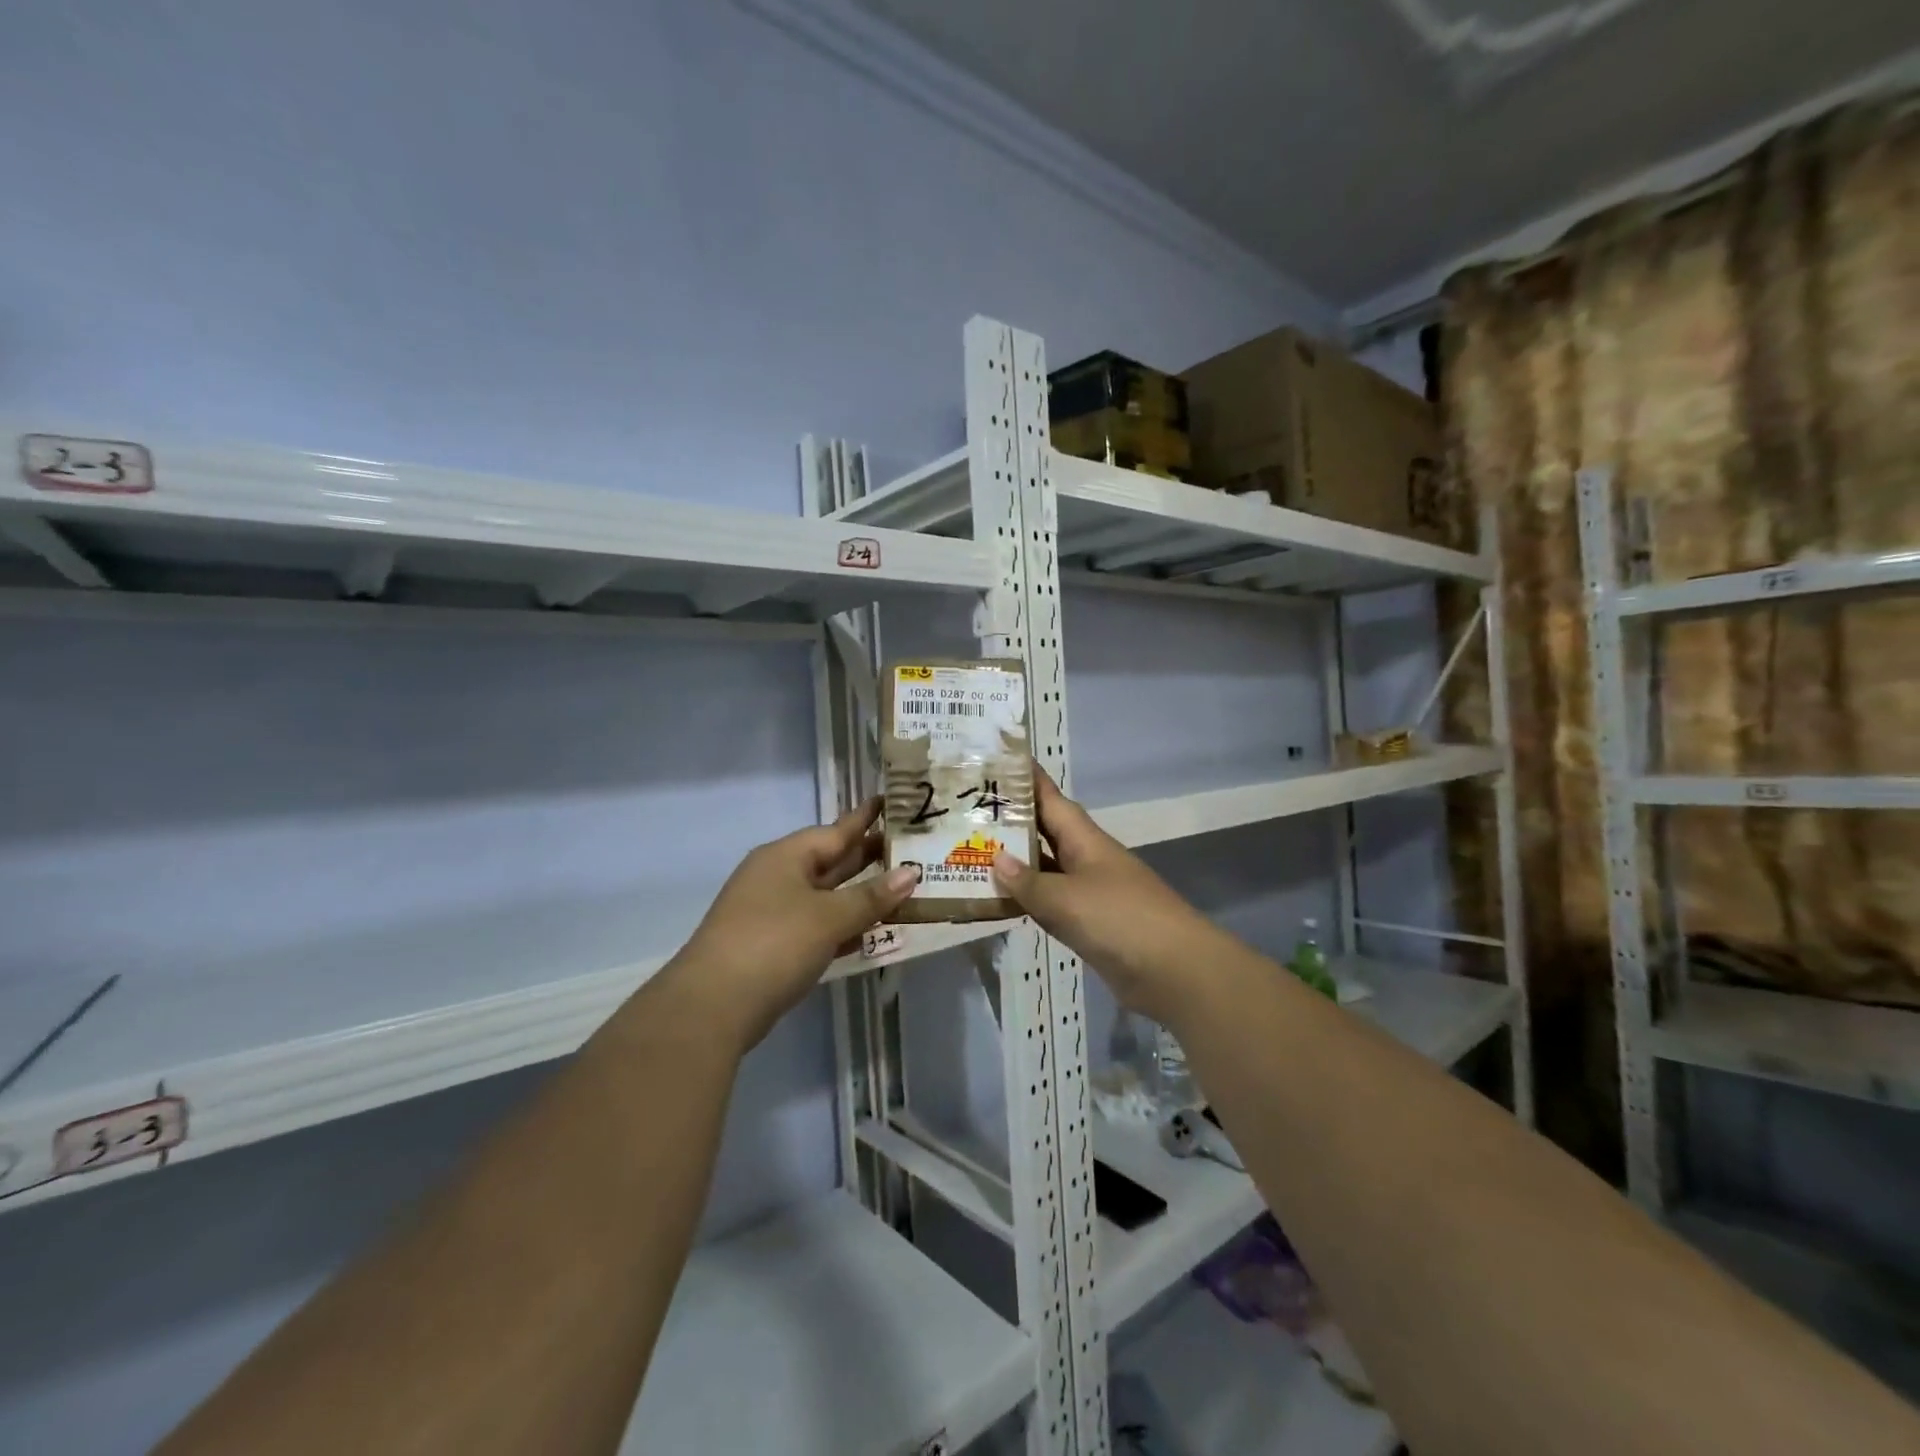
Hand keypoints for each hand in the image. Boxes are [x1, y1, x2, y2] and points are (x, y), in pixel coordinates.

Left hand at [660, 800, 918, 1051]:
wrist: (713, 1005)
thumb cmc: (775, 943)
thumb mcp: (829, 917)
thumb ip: (871, 896)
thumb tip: (911, 872)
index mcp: (786, 857)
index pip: (835, 830)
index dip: (866, 818)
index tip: (893, 802)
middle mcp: (777, 877)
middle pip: (831, 861)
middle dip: (868, 856)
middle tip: (911, 847)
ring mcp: (772, 913)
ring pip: (826, 895)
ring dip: (860, 894)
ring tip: (901, 886)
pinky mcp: (773, 946)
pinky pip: (818, 924)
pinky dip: (843, 925)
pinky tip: (870, 932)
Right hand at [991, 766, 1222, 1024]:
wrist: (1174, 971)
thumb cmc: (1120, 920)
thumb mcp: (1066, 899)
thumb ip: (1029, 882)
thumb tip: (996, 859)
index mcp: (1085, 839)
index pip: (1050, 798)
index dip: (1025, 779)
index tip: (996, 760)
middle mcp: (1086, 858)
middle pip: (1045, 831)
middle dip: (1011, 821)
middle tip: (967, 811)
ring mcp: (1089, 891)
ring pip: (1045, 868)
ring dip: (1015, 863)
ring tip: (972, 852)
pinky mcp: (1090, 923)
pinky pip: (1051, 902)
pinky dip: (1027, 899)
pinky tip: (1000, 901)